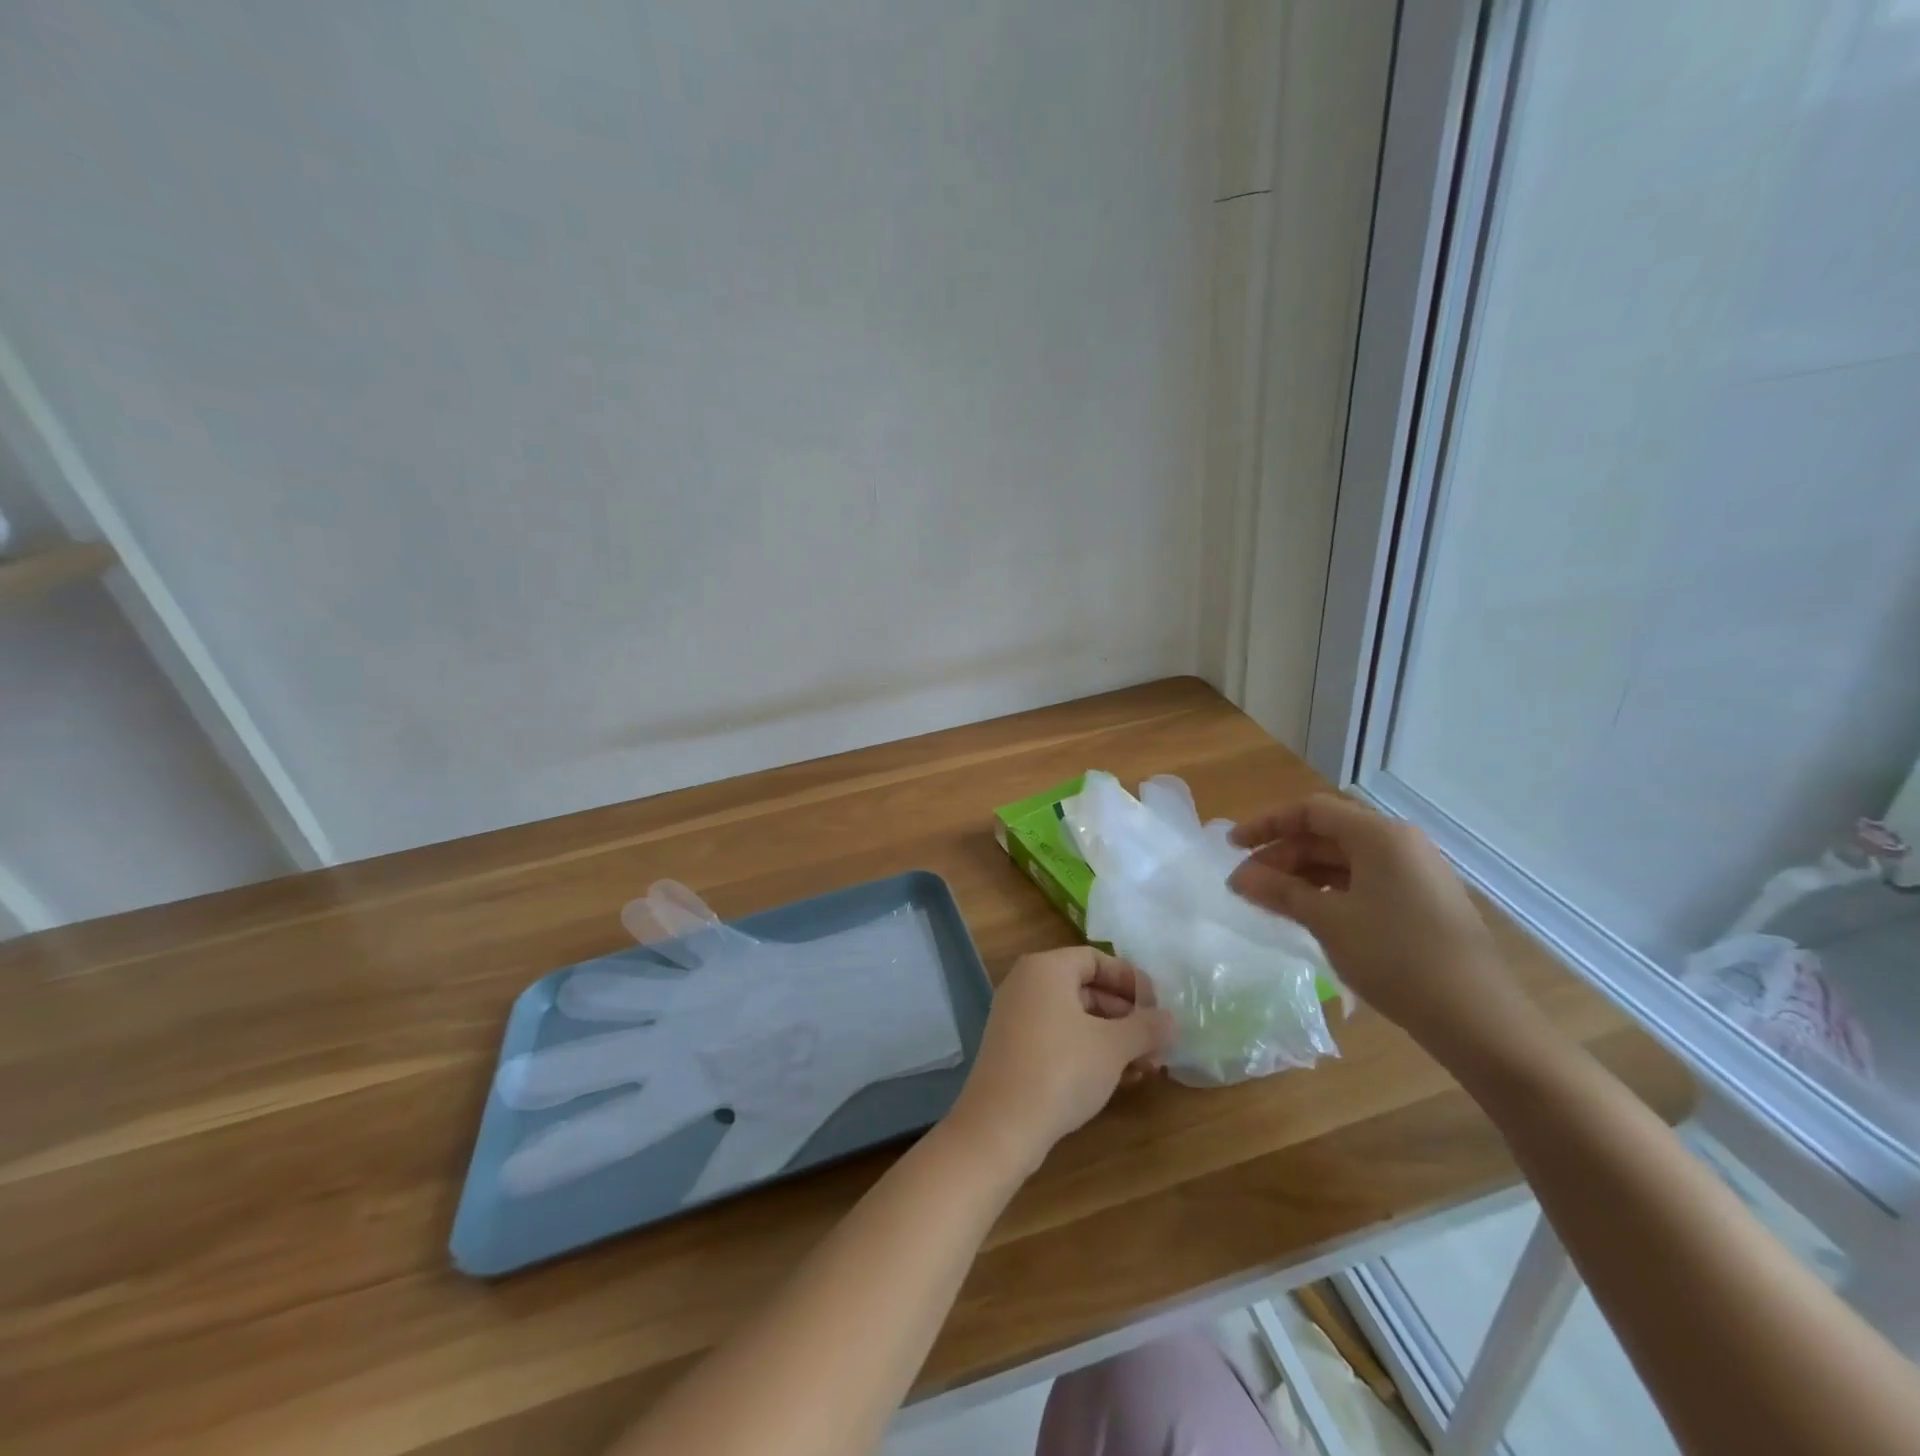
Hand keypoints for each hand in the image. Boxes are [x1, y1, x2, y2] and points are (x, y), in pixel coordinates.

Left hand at [946, 947, 1172, 1174]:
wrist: (1000, 1125)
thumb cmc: (1061, 1070)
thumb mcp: (1113, 1047)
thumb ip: (1146, 1027)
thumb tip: (1171, 1019)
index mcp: (1046, 968)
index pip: (1096, 959)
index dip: (1131, 981)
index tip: (1158, 1008)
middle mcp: (1026, 984)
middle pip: (1086, 989)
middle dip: (1126, 1017)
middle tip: (1158, 1045)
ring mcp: (1016, 1017)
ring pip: (1075, 1018)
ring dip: (1113, 1040)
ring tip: (1146, 1069)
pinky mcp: (1013, 1049)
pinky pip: (1058, 1038)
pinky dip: (1088, 1052)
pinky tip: (1118, 1080)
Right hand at [1227, 795, 1542, 1062]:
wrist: (1477, 1019)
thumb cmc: (1396, 958)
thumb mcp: (1328, 921)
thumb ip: (1279, 891)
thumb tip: (1237, 876)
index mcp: (1380, 835)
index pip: (1311, 812)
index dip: (1266, 825)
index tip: (1232, 847)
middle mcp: (1400, 844)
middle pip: (1327, 835)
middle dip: (1282, 855)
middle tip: (1245, 885)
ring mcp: (1414, 873)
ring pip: (1344, 861)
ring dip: (1302, 876)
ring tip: (1269, 901)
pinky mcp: (1421, 901)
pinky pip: (1363, 882)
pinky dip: (1329, 892)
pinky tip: (1308, 914)